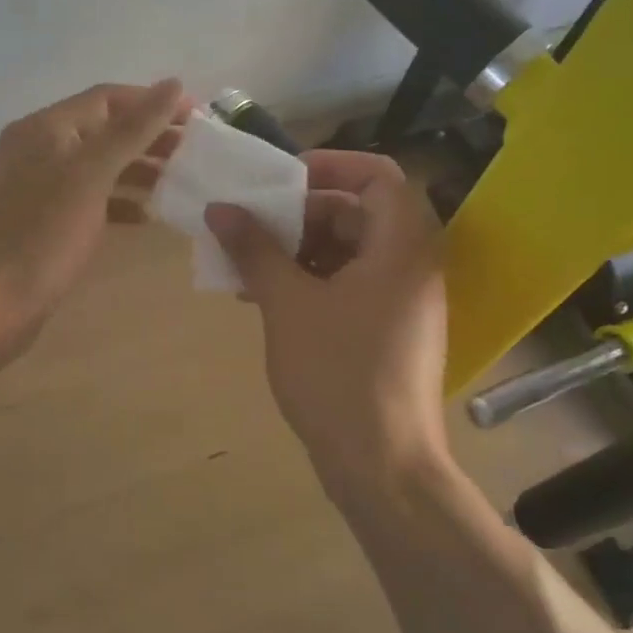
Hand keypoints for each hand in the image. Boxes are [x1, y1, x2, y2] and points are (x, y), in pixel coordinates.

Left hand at [0, 80, 186, 365]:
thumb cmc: (40, 238)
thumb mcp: (90, 176)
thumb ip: (132, 131)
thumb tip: (172, 84)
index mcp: (45, 128)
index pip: (107, 98)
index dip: (153, 103)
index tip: (197, 119)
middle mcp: (36, 149)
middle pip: (102, 130)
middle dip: (148, 138)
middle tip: (193, 155)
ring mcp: (34, 188)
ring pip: (95, 167)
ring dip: (136, 170)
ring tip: (177, 183)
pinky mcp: (38, 223)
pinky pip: (85, 199)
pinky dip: (116, 202)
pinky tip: (143, 218)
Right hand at [207, 151, 446, 487]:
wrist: (382, 466)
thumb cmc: (338, 374)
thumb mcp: (287, 304)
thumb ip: (255, 249)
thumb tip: (221, 208)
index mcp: (401, 246)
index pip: (378, 175)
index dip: (329, 166)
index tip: (280, 180)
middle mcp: (411, 266)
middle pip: (359, 213)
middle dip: (301, 214)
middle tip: (254, 227)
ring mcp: (403, 302)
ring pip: (350, 252)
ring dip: (299, 250)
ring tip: (249, 266)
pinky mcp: (390, 331)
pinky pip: (351, 286)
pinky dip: (312, 282)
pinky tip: (267, 300)